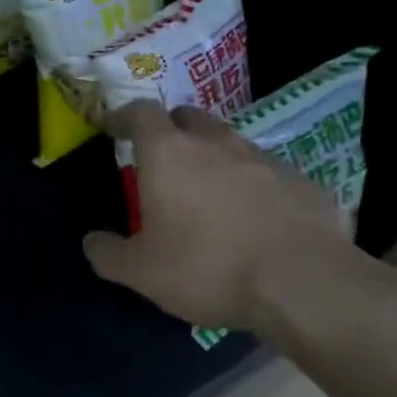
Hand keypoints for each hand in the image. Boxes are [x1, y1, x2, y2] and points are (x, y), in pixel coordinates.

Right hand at [83, 102, 356, 332]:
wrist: (304, 283)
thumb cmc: (208, 267)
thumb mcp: (141, 272)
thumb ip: (108, 254)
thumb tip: (91, 242)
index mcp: (168, 153)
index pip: (141, 112)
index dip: (125, 117)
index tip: (115, 128)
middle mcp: (215, 143)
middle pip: (188, 116)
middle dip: (171, 129)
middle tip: (163, 157)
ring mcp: (263, 158)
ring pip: (229, 142)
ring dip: (213, 155)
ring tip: (208, 190)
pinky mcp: (301, 181)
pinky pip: (266, 172)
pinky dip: (252, 184)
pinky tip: (254, 217)